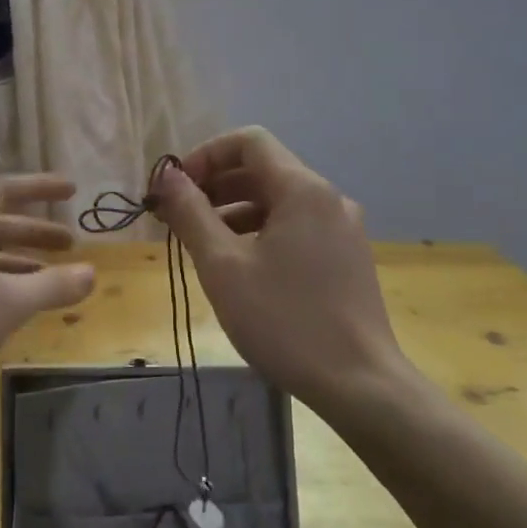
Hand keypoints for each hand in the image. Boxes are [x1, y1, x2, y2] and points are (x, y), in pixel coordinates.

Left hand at [0, 174, 95, 427]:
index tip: (72, 190)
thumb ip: (52, 285)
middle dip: (34, 231)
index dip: (39, 187)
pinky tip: (20, 305)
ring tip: (53, 275)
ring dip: (20, 260)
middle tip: (70, 242)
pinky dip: (2, 284)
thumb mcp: (7, 304)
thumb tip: (91, 273)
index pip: (2, 191)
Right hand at [151, 127, 408, 411]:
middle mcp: (328, 198)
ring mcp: (343, 229)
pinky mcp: (347, 258)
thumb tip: (166, 176)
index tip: (175, 189)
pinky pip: (296, 227)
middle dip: (214, 186)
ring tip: (201, 245)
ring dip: (234, 211)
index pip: (248, 141)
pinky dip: (261, 232)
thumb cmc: (284, 321)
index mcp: (303, 189)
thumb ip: (190, 213)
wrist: (361, 386)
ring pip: (278, 201)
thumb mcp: (222, 266)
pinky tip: (239, 267)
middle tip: (177, 218)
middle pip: (263, 170)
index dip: (205, 155)